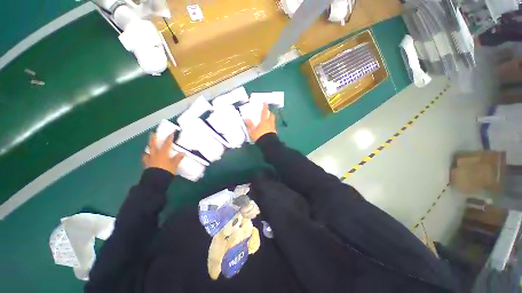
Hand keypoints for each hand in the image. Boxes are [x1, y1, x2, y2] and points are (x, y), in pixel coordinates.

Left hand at [143, 133, 183, 174]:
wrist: (156, 179)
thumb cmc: (167, 170)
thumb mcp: (174, 164)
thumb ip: (178, 158)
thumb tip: (183, 153)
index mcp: (163, 153)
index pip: (167, 143)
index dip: (169, 138)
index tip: (171, 132)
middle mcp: (156, 154)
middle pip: (153, 144)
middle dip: (153, 138)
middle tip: (152, 132)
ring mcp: (150, 158)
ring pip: (148, 150)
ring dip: (149, 146)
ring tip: (149, 145)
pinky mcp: (147, 164)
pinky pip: (146, 158)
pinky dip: (146, 156)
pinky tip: (147, 156)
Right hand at [244, 103, 275, 141]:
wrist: (268, 144)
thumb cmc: (259, 136)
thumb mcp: (252, 131)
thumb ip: (250, 124)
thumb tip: (246, 118)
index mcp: (264, 121)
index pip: (264, 112)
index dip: (265, 107)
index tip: (265, 102)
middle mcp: (269, 123)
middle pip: (271, 116)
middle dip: (270, 113)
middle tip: (268, 113)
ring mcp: (273, 128)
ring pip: (273, 121)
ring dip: (271, 120)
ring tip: (267, 121)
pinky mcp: (274, 133)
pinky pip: (273, 127)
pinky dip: (271, 126)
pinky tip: (268, 129)